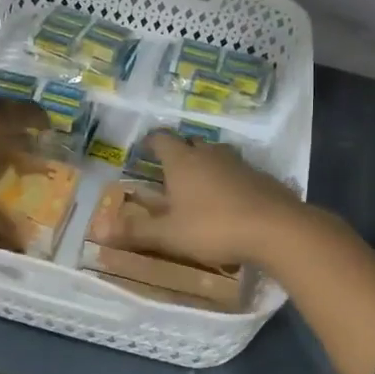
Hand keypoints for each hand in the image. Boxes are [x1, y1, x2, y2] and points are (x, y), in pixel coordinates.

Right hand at [114, 132, 312, 268]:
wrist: (276, 228)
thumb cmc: (214, 227)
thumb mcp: (170, 234)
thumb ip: (136, 231)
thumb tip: (98, 230)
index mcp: (182, 161)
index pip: (162, 139)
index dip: (152, 141)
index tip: (145, 147)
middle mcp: (209, 154)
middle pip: (191, 144)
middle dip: (179, 152)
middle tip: (170, 170)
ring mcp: (238, 163)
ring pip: (216, 155)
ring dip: (206, 164)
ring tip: (198, 184)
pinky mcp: (261, 177)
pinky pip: (238, 171)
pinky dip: (229, 180)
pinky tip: (230, 200)